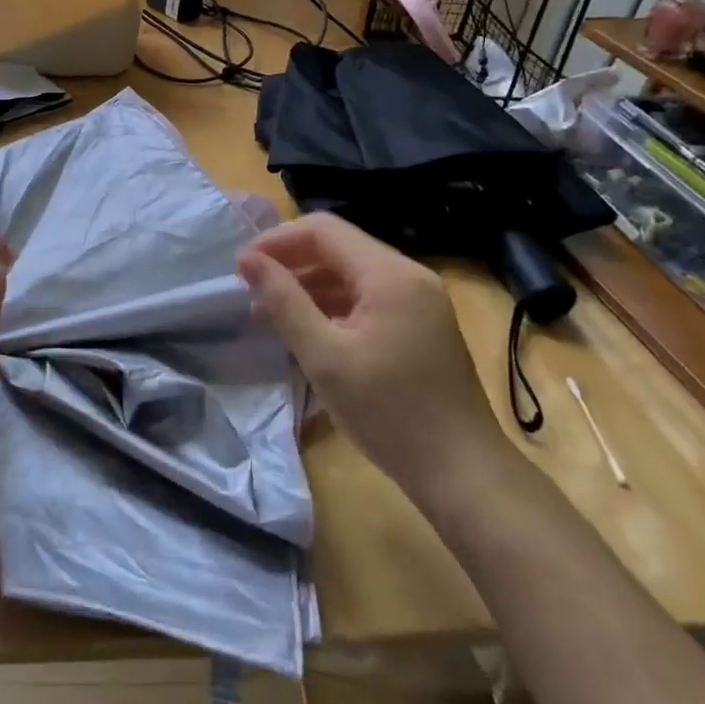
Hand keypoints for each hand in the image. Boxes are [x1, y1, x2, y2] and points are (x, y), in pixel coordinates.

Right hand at [237, 212, 510, 503]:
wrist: (462, 473)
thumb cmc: (389, 413)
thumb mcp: (324, 357)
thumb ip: (284, 302)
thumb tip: (248, 260)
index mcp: (389, 274)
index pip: (323, 230)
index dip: (276, 241)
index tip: (241, 269)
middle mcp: (409, 275)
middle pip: (338, 247)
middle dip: (290, 264)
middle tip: (250, 291)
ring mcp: (419, 301)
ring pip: (351, 274)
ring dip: (308, 286)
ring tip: (268, 315)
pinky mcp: (421, 325)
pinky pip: (368, 298)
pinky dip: (333, 306)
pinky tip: (307, 331)